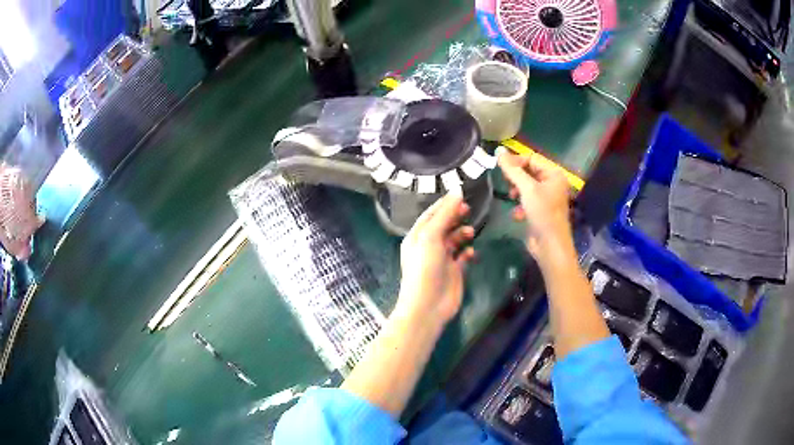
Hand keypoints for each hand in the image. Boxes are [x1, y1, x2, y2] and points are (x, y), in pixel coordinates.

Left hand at [396, 192, 475, 324]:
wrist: (428, 305)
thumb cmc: (425, 268)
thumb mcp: (431, 237)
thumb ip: (445, 214)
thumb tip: (457, 191)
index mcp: (417, 236)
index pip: (431, 214)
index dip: (444, 203)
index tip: (460, 193)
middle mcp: (428, 246)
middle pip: (443, 225)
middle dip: (455, 216)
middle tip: (468, 209)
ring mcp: (442, 259)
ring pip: (454, 240)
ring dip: (462, 233)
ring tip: (470, 232)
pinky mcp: (454, 272)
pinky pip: (463, 256)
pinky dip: (468, 252)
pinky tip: (471, 252)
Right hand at [496, 147, 573, 260]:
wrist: (550, 246)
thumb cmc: (542, 214)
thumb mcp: (527, 189)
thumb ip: (512, 169)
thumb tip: (498, 151)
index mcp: (554, 174)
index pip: (531, 158)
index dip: (515, 161)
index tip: (500, 168)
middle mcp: (552, 182)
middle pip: (529, 171)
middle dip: (516, 177)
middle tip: (506, 184)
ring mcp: (547, 197)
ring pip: (526, 186)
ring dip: (517, 191)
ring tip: (512, 198)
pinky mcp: (540, 210)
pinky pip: (527, 200)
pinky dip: (520, 205)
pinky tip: (517, 214)